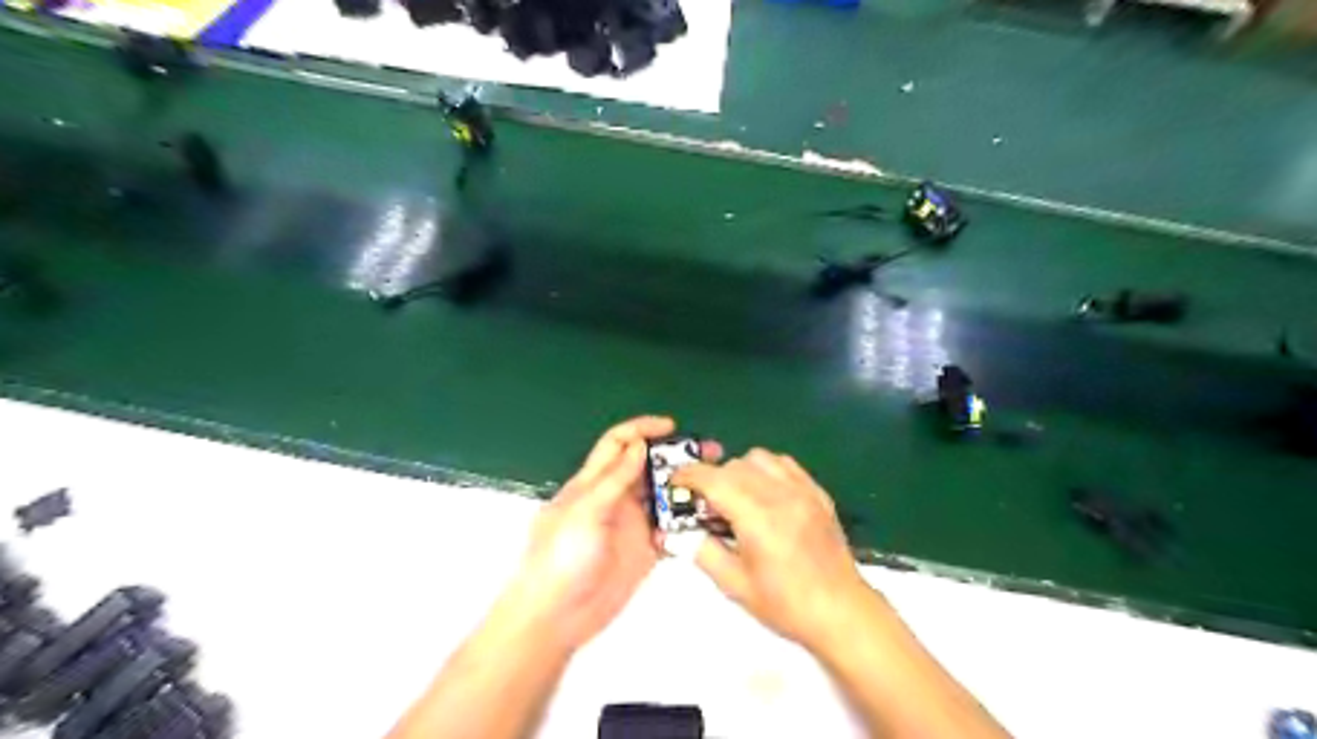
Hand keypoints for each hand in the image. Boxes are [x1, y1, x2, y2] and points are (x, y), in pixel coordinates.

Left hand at [498, 414, 716, 652]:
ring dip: (688, 486)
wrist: (556, 617)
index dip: (642, 429)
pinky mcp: (646, 549)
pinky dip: (689, 521)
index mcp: (594, 482)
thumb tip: (639, 445)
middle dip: (676, 456)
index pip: (618, 444)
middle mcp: (617, 497)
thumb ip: (613, 480)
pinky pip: (672, 528)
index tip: (671, 426)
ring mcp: (633, 523)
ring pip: (664, 495)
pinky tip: (709, 517)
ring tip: (717, 483)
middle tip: (710, 453)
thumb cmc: (560, 557)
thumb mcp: (584, 512)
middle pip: (649, 466)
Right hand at [672, 448, 877, 650]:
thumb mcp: (735, 585)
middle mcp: (780, 495)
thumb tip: (675, 534)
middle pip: (734, 465)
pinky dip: (766, 470)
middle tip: (704, 502)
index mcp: (757, 518)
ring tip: (735, 496)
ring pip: (760, 458)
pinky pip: (785, 464)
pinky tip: (764, 493)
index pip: (714, 480)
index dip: (689, 475)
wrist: (841, 611)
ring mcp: (802, 490)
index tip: (675, 481)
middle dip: (712, 477)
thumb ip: (703, 552)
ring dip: (739, 470)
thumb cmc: (786, 604)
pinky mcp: (817, 493)